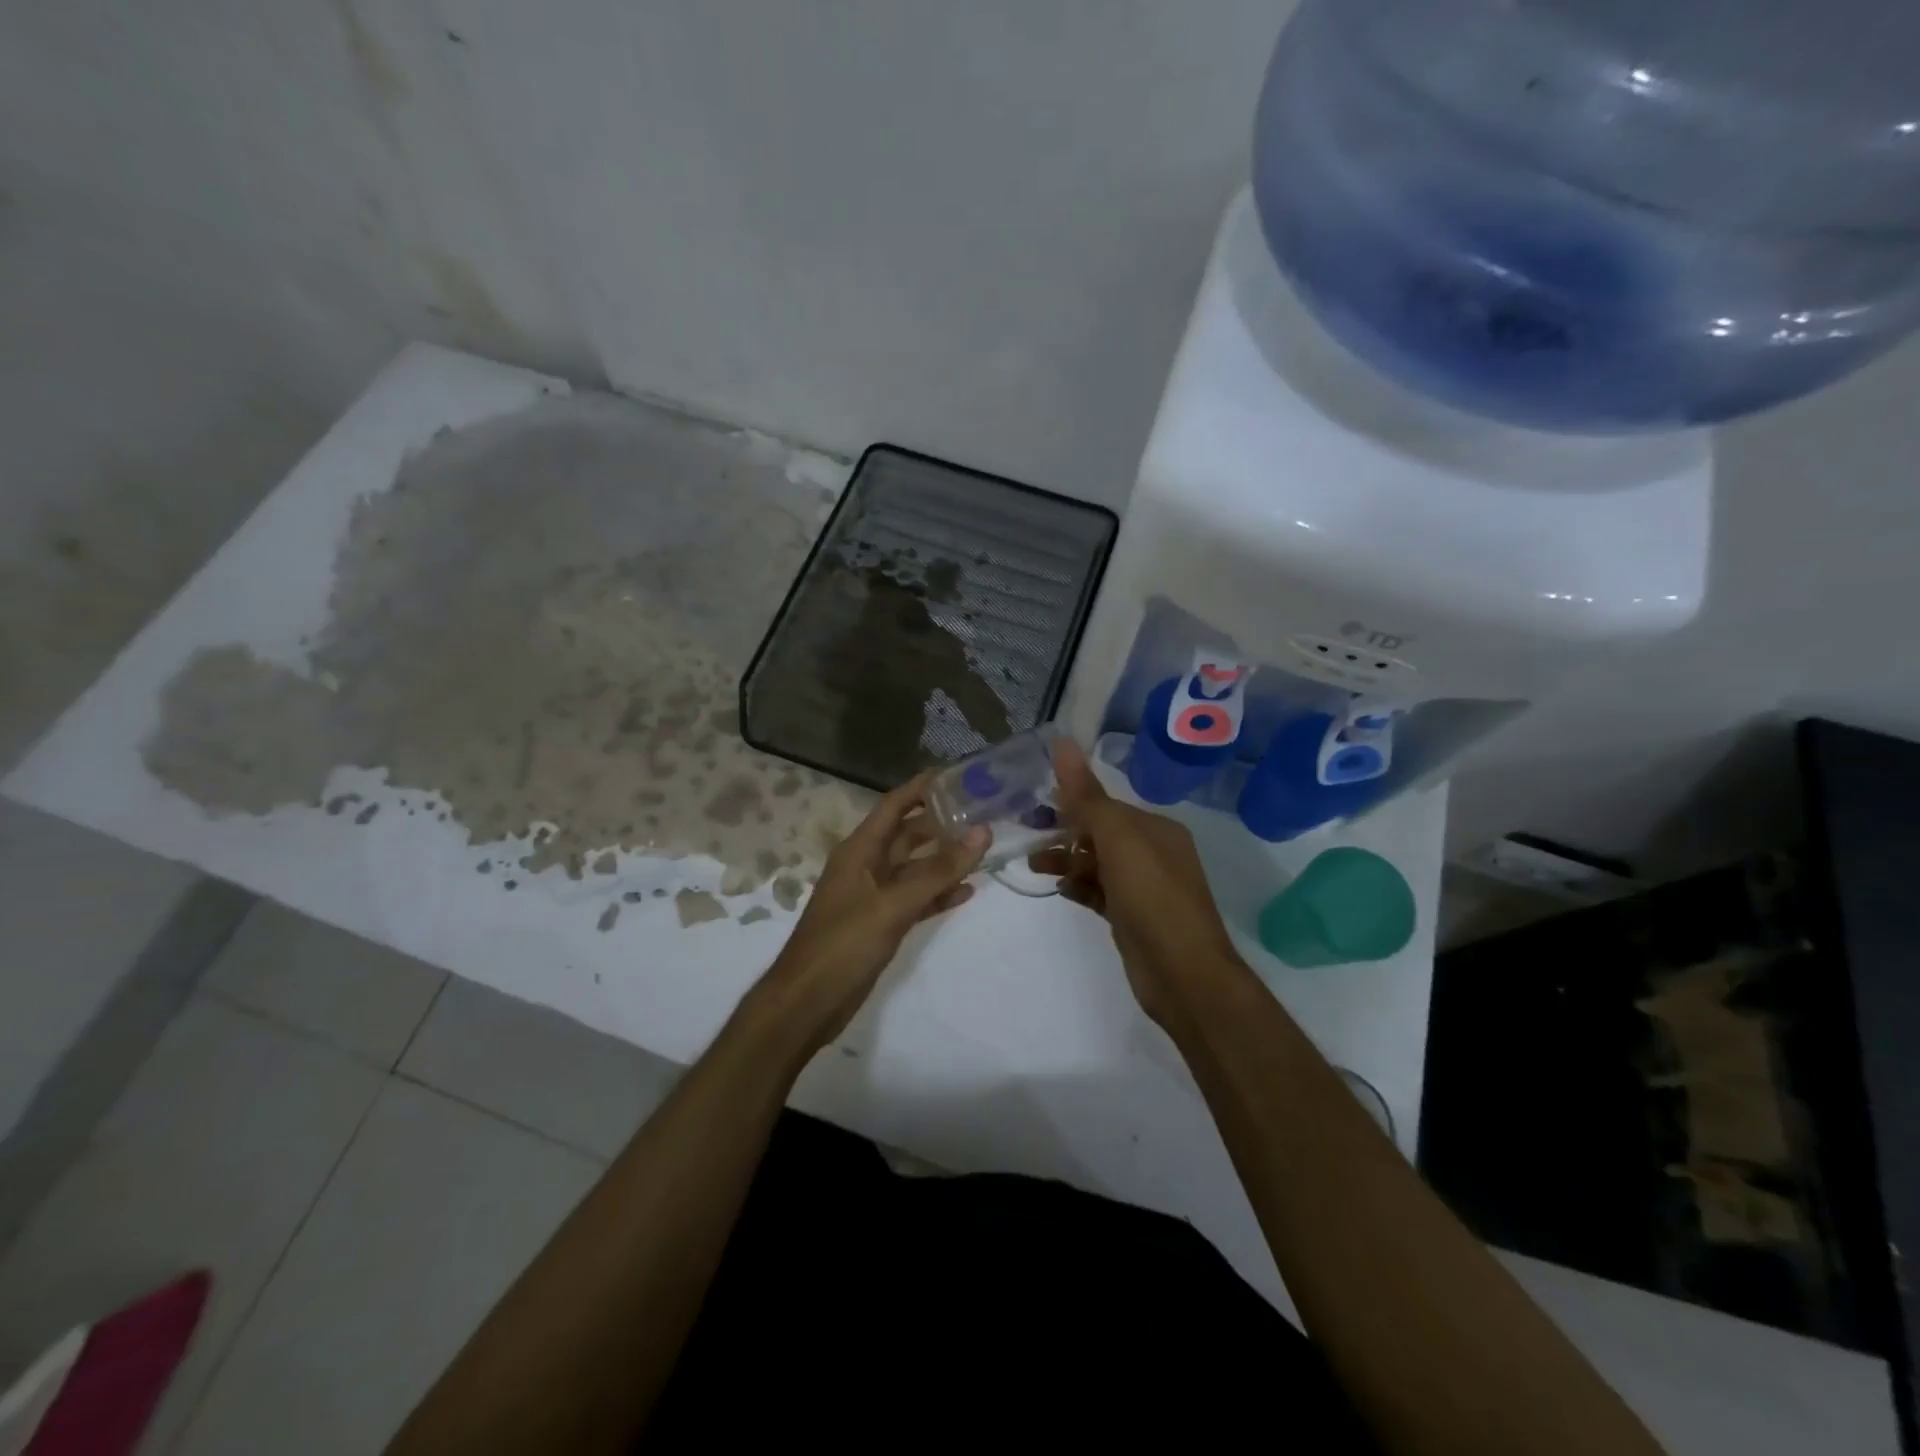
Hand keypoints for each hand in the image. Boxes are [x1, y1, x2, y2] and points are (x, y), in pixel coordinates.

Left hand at [754, 769, 987, 1054]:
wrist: (808, 1002)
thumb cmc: (844, 945)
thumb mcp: (893, 905)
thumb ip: (938, 871)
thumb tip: (981, 832)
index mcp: (859, 851)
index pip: (893, 805)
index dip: (922, 788)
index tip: (957, 774)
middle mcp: (866, 866)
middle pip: (907, 834)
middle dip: (941, 823)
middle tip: (983, 812)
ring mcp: (873, 896)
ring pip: (914, 867)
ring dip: (944, 859)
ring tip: (983, 847)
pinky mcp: (881, 923)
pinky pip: (915, 898)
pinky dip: (937, 893)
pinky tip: (967, 890)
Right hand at [1031, 739, 1245, 1027]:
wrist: (1183, 974)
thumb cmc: (1152, 898)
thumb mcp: (1118, 840)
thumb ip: (1087, 796)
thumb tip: (1062, 742)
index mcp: (1156, 830)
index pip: (1106, 806)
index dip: (1071, 804)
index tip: (1033, 806)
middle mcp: (1153, 853)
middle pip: (1100, 834)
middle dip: (1065, 832)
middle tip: (1026, 834)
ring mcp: (1143, 888)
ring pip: (1097, 864)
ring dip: (1067, 861)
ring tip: (1035, 865)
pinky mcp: (1132, 917)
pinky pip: (1099, 892)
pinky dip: (1079, 887)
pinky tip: (1060, 890)